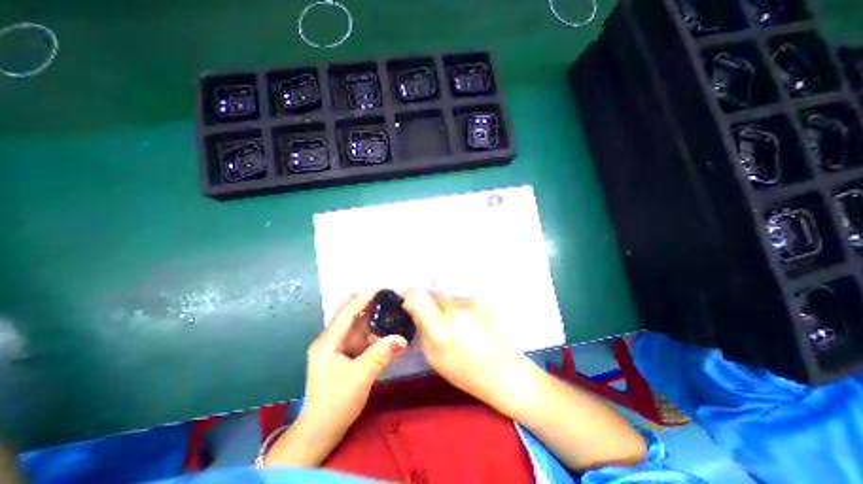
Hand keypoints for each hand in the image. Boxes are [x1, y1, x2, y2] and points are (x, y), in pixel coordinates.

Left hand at [266, 293, 406, 466]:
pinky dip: (373, 333)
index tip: (381, 287)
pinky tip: (386, 330)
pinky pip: (361, 338)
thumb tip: (402, 338)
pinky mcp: (345, 356)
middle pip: (351, 316)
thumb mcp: (360, 377)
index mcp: (328, 341)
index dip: (363, 298)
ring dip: (373, 319)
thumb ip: (381, 355)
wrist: (321, 432)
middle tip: (389, 298)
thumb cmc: (335, 403)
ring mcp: (338, 348)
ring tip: (391, 310)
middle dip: (369, 305)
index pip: (347, 312)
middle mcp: (331, 340)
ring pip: (358, 327)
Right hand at [403, 289, 533, 413]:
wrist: (501, 370)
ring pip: (446, 297)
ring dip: (444, 306)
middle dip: (427, 302)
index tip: (408, 302)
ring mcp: (469, 303)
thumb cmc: (464, 371)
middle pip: (431, 292)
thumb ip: (422, 329)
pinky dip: (458, 308)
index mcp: (439, 328)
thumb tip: (415, 311)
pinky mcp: (480, 301)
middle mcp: (453, 310)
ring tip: (454, 324)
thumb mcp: (433, 356)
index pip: (416, 295)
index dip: (409, 295)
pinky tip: (467, 323)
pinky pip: (460, 300)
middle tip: (432, 318)